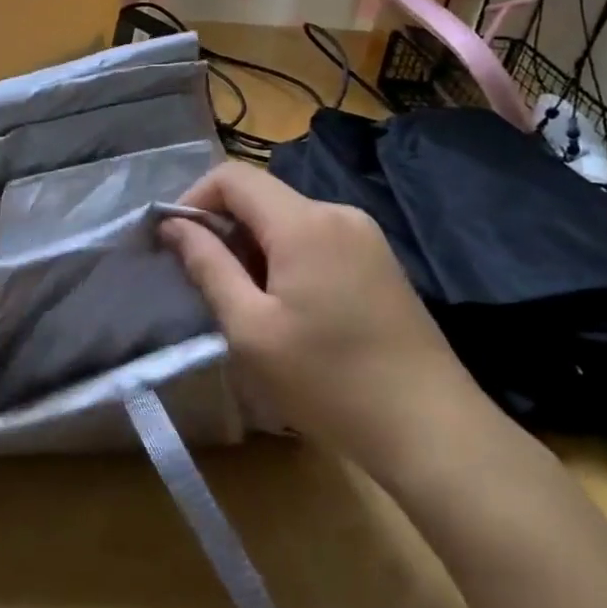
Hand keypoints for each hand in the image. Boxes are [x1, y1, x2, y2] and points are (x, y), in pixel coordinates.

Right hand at [160, 162, 492, 481]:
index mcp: (304, 222)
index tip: (175, 242)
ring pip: (287, 219)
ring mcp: (365, 236)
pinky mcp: (380, 262)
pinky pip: (316, 239)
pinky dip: (285, 257)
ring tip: (246, 303)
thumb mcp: (250, 328)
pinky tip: (288, 308)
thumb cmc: (328, 380)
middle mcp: (337, 213)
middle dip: (223, 228)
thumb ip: (207, 265)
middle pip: (261, 197)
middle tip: (206, 282)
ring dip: (253, 246)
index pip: (233, 177)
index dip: (194, 198)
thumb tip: (174, 224)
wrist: (432, 430)